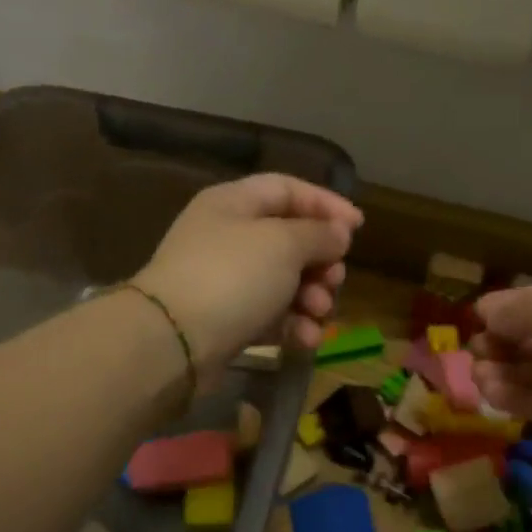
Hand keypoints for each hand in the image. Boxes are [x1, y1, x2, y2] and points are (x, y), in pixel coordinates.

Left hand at [134, 174, 362, 375]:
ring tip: (320, 311)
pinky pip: (270, 315)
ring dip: (311, 296)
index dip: (325, 204)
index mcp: (234, 203)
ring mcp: (225, 281)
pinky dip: (292, 324)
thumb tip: (338, 233)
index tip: (358, 227)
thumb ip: (318, 234)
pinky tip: (306, 339)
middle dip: (321, 260)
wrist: (173, 342)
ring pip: (284, 281)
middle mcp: (227, 236)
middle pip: (289, 239)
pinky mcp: (226, 321)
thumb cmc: (232, 276)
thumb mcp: (284, 244)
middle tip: (336, 278)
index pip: (287, 189)